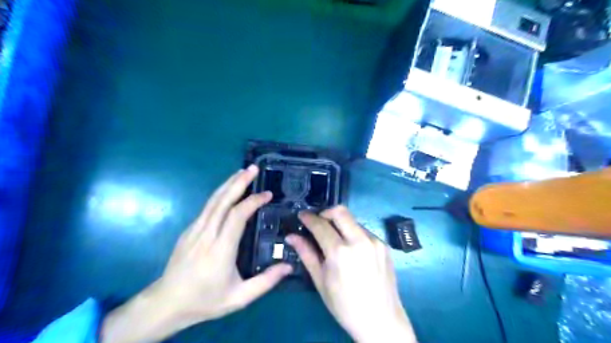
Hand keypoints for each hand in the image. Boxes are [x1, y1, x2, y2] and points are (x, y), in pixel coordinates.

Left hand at [101, 164, 291, 341]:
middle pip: (223, 201)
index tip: (267, 194)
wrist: (166, 303)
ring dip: (228, 183)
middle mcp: (206, 235)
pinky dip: (220, 193)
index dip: (253, 201)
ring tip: (243, 171)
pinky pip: (207, 207)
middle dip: (239, 182)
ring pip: (213, 200)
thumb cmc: (205, 300)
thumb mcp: (239, 298)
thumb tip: (289, 266)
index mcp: (220, 250)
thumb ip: (266, 282)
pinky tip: (228, 189)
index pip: (237, 216)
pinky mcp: (189, 230)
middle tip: (254, 168)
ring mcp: (195, 230)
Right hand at [287, 206, 414, 342]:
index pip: (321, 225)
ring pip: (353, 220)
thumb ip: (306, 254)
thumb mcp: (320, 281)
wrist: (381, 320)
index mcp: (340, 252)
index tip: (302, 215)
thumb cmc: (344, 305)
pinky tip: (351, 249)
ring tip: (334, 239)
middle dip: (325, 212)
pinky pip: (364, 230)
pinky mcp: (384, 244)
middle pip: (340, 211)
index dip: (308, 218)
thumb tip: (291, 236)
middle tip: (318, 223)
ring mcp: (375, 241)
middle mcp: (359, 240)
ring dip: (340, 223)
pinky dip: (353, 233)